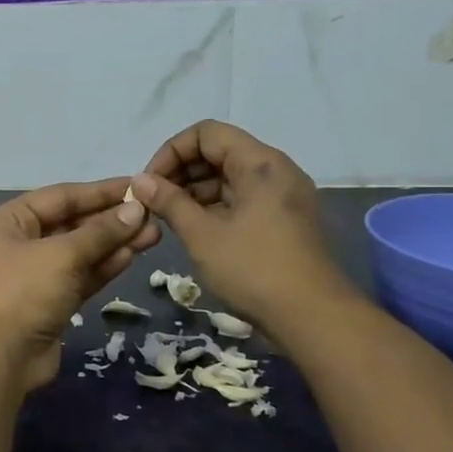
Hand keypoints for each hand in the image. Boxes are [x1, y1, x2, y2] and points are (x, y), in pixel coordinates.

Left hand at [0, 178, 161, 391]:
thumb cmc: (23, 292)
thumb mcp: (62, 255)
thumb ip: (100, 232)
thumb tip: (135, 210)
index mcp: (9, 221)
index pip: (61, 196)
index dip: (100, 191)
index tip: (137, 185)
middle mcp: (20, 243)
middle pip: (72, 223)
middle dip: (111, 220)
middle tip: (153, 214)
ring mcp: (35, 275)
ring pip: (80, 252)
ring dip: (114, 243)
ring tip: (154, 234)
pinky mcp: (51, 302)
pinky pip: (81, 276)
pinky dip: (104, 266)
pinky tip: (133, 255)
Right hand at [131, 121, 359, 331]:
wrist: (312, 318)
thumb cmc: (253, 269)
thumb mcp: (202, 235)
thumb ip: (169, 202)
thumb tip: (139, 181)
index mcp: (259, 163)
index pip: (206, 133)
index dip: (171, 151)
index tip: (150, 183)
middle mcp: (275, 170)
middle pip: (218, 152)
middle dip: (181, 172)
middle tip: (154, 202)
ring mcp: (282, 196)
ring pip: (229, 177)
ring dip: (195, 191)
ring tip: (168, 218)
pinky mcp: (283, 219)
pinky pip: (242, 198)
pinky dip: (215, 207)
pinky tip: (194, 230)